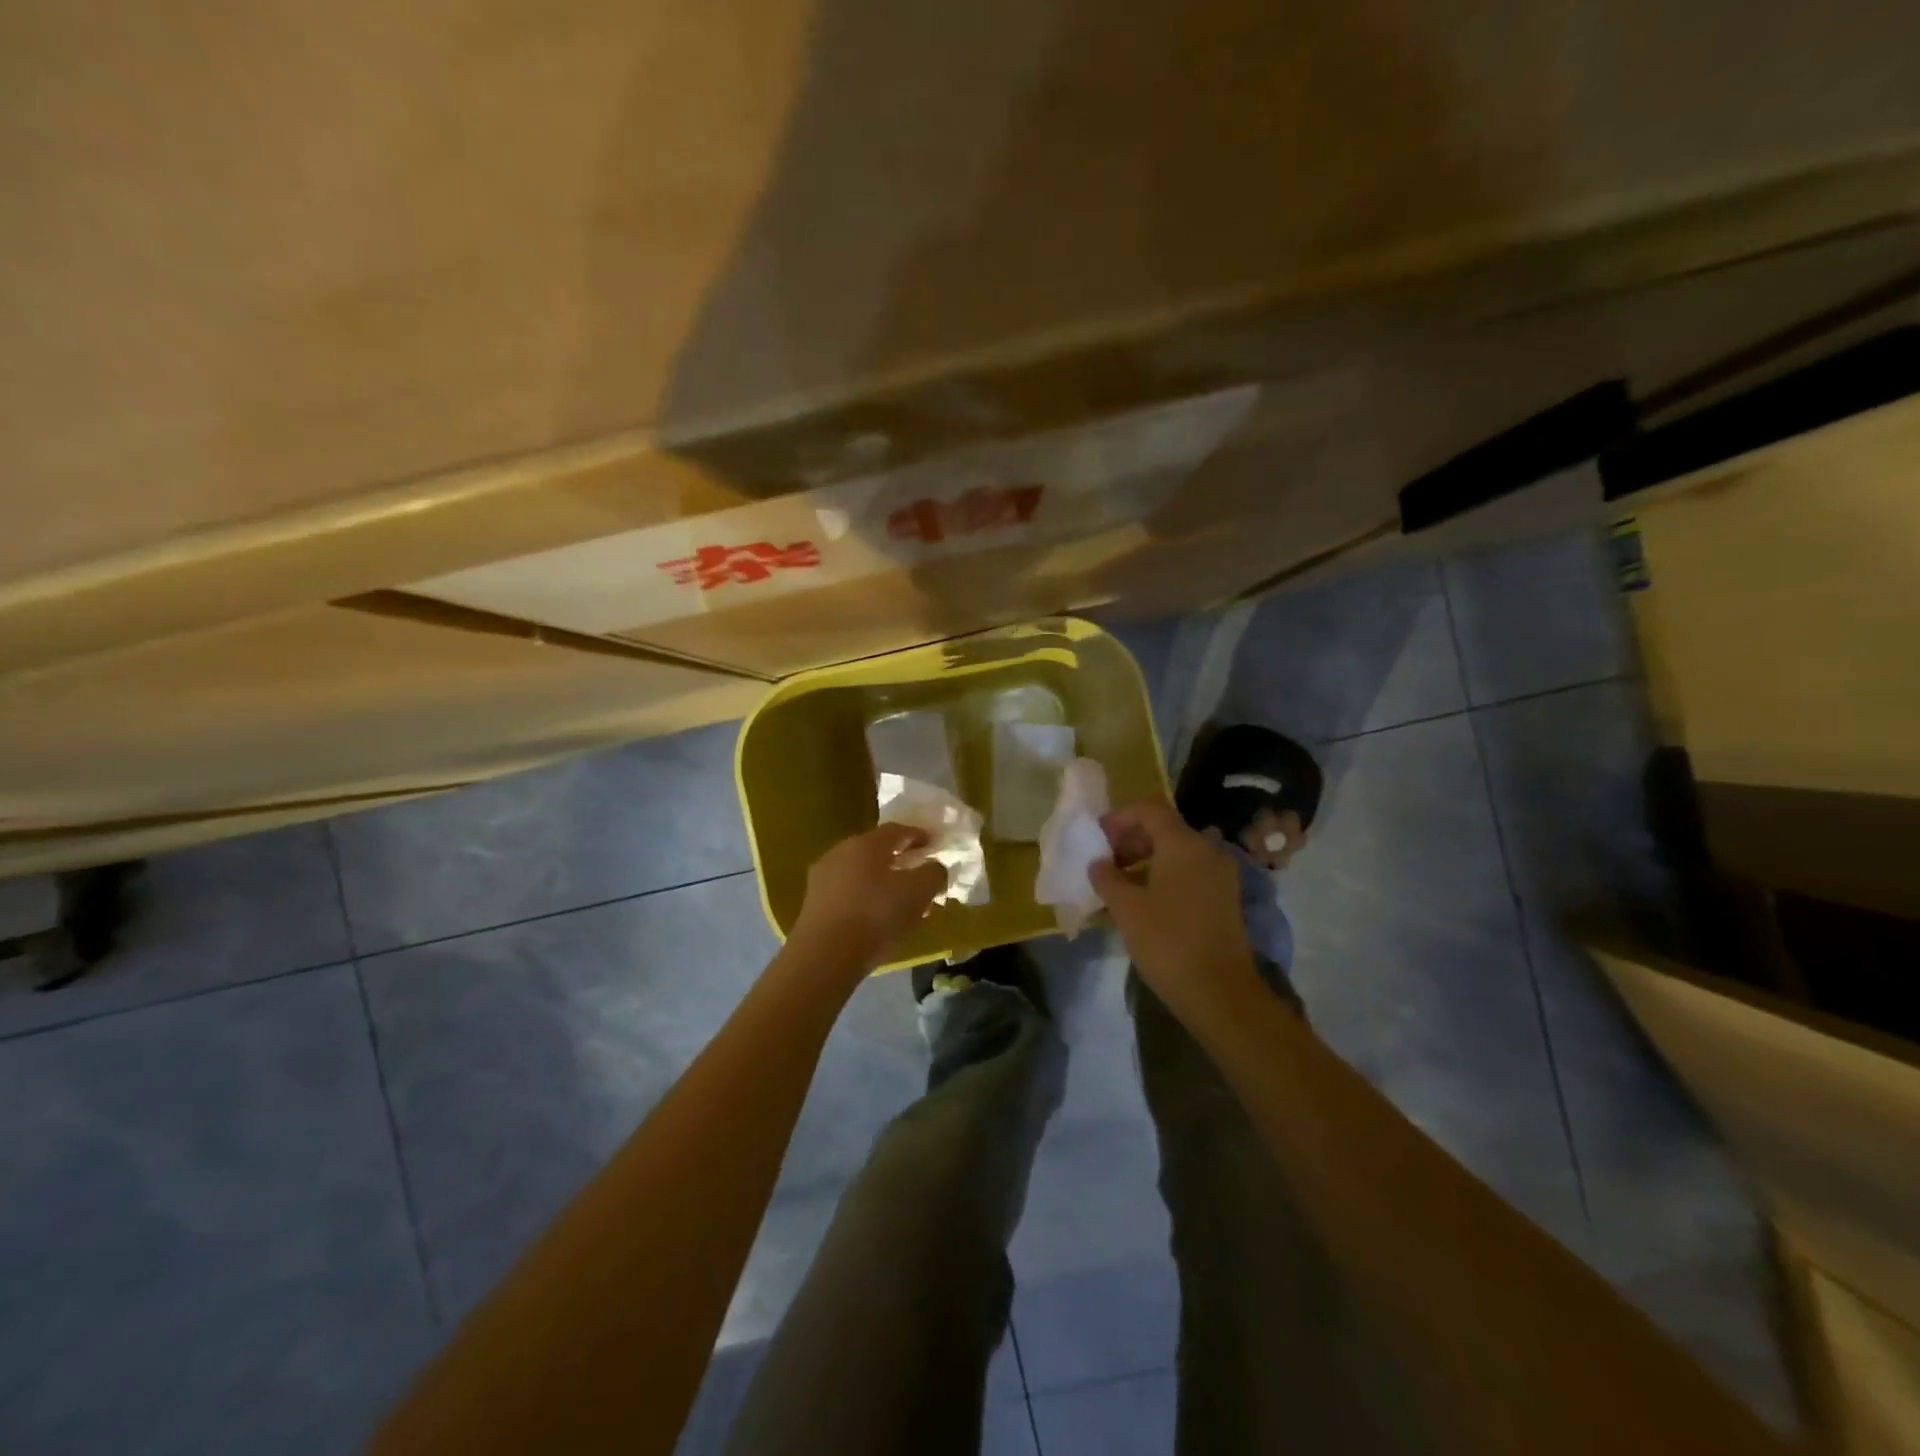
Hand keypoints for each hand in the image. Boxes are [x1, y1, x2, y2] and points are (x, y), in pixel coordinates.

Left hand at [791, 824, 948, 971]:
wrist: (824, 957)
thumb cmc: (875, 916)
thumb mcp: (918, 893)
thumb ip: (933, 874)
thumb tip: (934, 867)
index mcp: (866, 844)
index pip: (897, 830)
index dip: (918, 835)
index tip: (933, 845)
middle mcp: (840, 852)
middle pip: (875, 849)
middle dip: (898, 858)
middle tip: (916, 871)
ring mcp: (822, 877)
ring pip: (859, 871)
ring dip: (880, 880)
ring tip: (897, 898)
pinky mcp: (812, 903)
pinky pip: (846, 891)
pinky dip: (864, 896)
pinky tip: (874, 916)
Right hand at [1090, 800, 1260, 1021]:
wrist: (1219, 991)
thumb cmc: (1168, 941)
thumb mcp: (1126, 907)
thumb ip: (1107, 877)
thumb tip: (1098, 862)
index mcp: (1184, 844)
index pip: (1149, 810)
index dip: (1119, 817)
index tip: (1097, 836)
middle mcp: (1207, 850)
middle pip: (1164, 828)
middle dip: (1130, 838)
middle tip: (1104, 860)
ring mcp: (1220, 875)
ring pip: (1177, 851)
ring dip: (1145, 858)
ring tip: (1118, 882)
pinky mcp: (1224, 898)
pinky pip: (1189, 872)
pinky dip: (1163, 875)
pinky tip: (1142, 899)